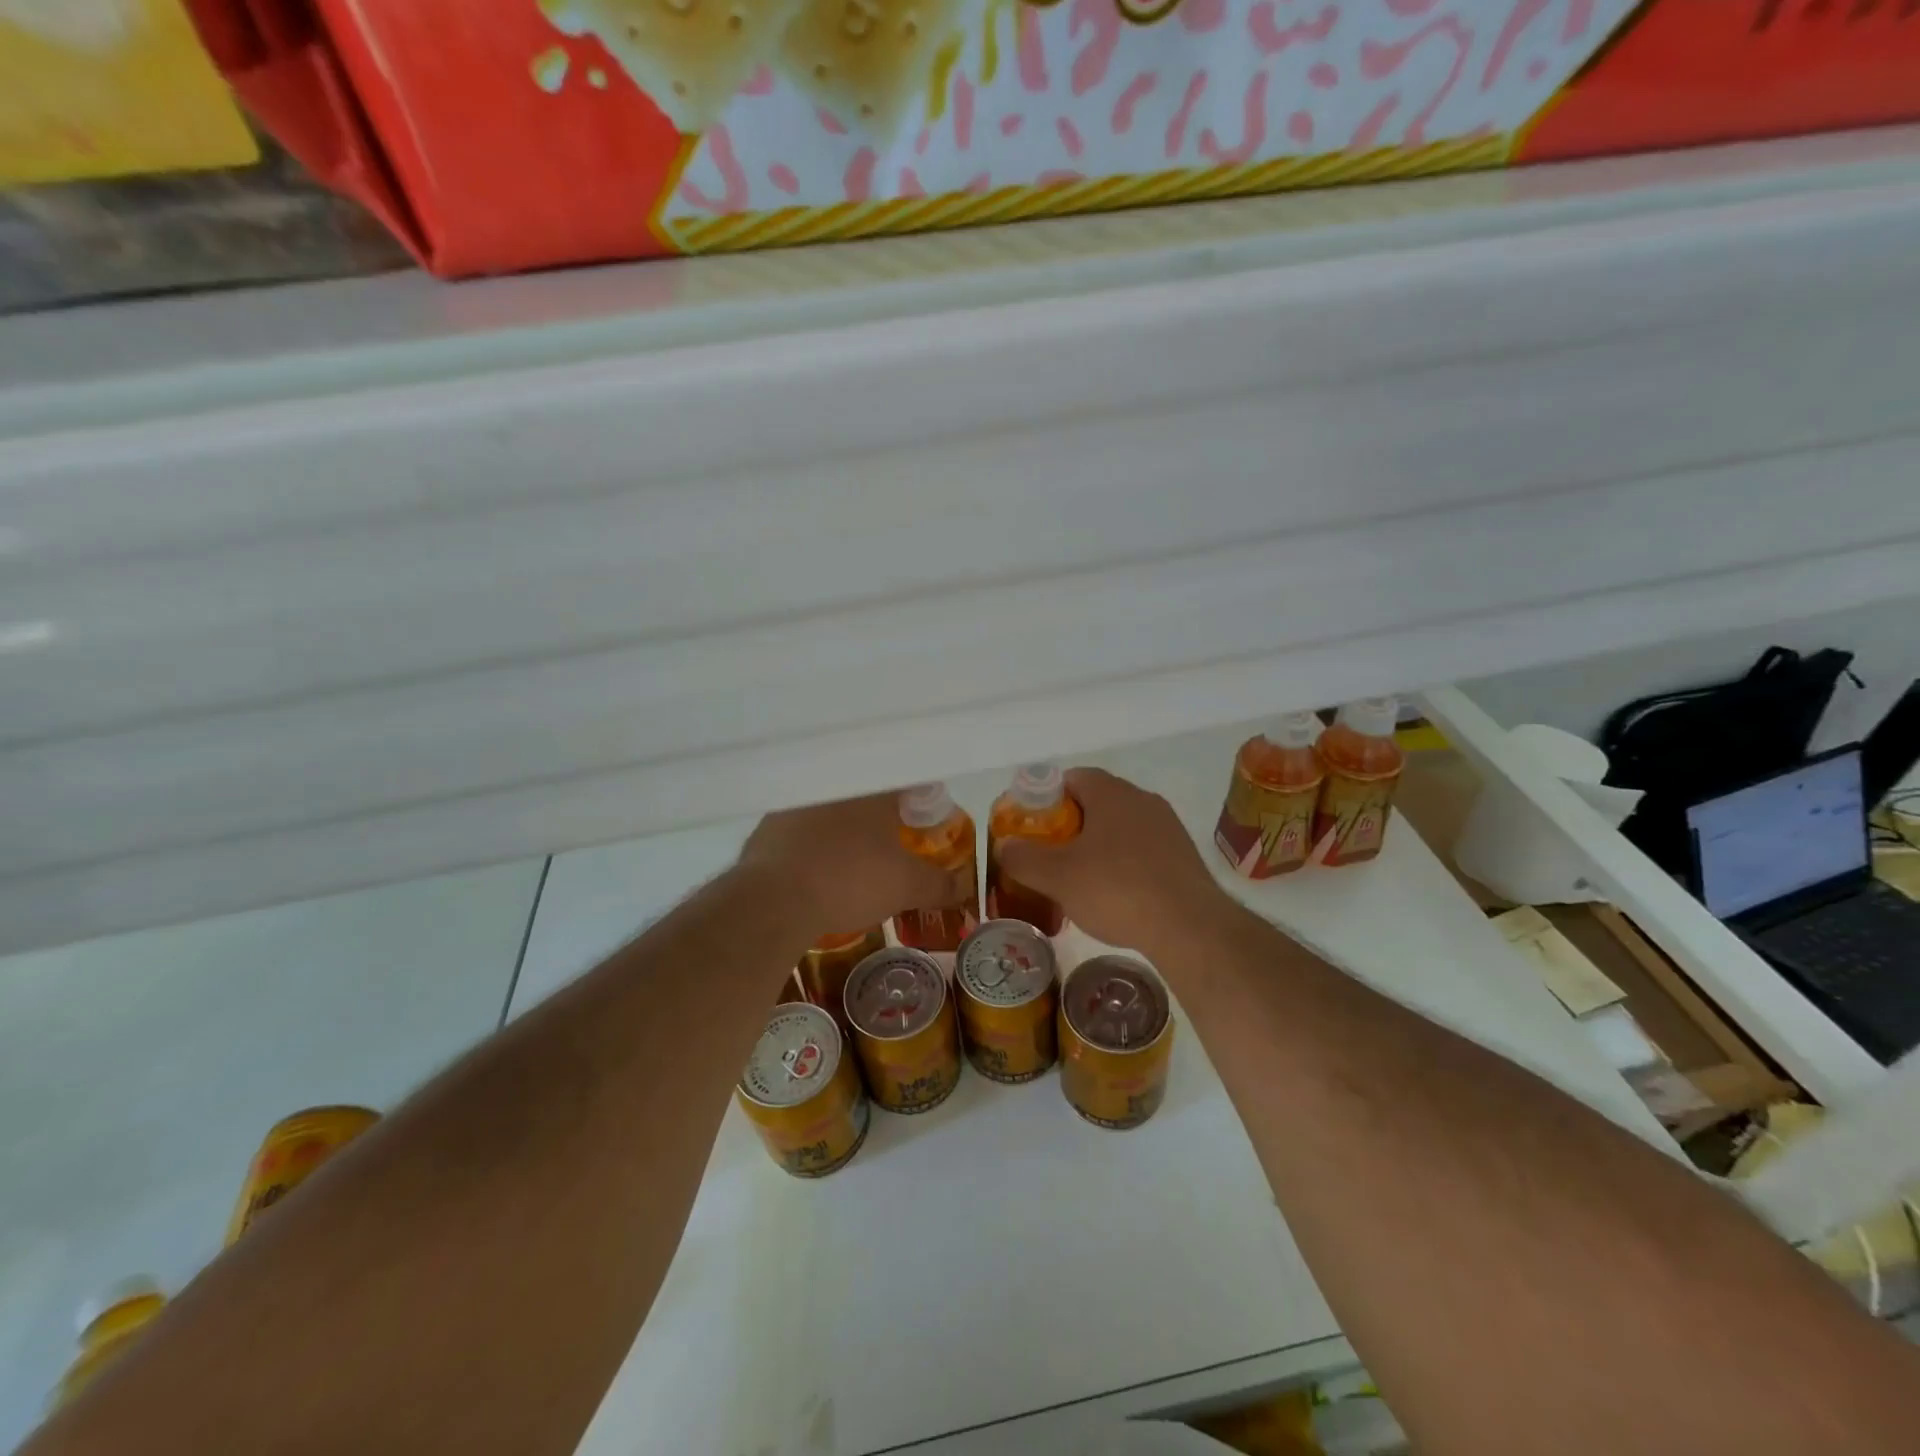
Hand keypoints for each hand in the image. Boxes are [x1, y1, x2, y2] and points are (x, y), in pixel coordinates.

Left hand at [738, 790, 949, 941]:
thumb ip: (939, 884)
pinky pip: (802, 827)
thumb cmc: (850, 880)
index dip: (921, 795)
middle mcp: (835, 786)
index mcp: (872, 790)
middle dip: (883, 811)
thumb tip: (964, 886)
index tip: (926, 814)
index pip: (906, 778)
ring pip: (832, 807)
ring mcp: (797, 803)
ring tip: (855, 853)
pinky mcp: (768, 826)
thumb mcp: (905, 887)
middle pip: (868, 792)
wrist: (774, 899)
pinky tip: (818, 864)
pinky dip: (815, 841)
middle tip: (894, 837)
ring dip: (846, 824)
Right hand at [996, 767, 1230, 955]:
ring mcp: (1168, 828)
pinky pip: (1143, 851)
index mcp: (1112, 793)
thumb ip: (1023, 857)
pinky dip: (1123, 865)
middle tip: (1049, 854)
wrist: (1190, 927)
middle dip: (1070, 825)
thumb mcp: (1057, 876)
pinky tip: (1114, 896)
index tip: (1032, 825)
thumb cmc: (1116, 889)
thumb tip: (1004, 846)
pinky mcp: (1184, 857)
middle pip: (1097, 802)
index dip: (1047, 798)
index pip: (1073, 778)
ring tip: (1079, 880)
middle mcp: (1143, 800)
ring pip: (1121, 828)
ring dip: (1098, 846)